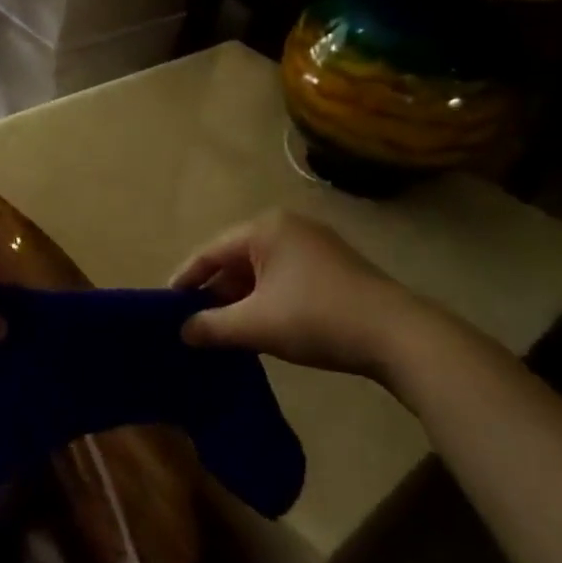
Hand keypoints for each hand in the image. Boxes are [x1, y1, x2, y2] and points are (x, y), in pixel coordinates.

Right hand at [171, 210, 421, 377]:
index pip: (211, 252)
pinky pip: (283, 278)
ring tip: (221, 330)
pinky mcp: (332, 267)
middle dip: (214, 292)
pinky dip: (265, 300)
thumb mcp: (256, 325)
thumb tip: (183, 331)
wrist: (397, 335)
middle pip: (236, 259)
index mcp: (266, 229)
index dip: (185, 279)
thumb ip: (212, 326)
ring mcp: (314, 245)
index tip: (165, 305)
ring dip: (240, 299)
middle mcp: (288, 227)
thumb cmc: (316, 318)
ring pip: (261, 271)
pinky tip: (258, 326)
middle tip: (192, 322)